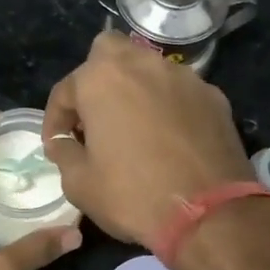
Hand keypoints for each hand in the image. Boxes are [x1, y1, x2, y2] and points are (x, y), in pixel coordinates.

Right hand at [43, 32, 255, 248]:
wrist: (209, 214)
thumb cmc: (132, 195)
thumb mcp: (79, 184)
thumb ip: (64, 153)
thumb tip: (64, 142)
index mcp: (102, 79)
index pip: (65, 89)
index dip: (55, 120)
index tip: (57, 145)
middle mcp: (143, 65)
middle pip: (109, 55)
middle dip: (96, 81)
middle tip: (94, 118)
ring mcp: (184, 78)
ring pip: (149, 70)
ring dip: (134, 91)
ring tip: (132, 128)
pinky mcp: (214, 97)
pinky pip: (179, 93)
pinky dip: (167, 107)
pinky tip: (168, 139)